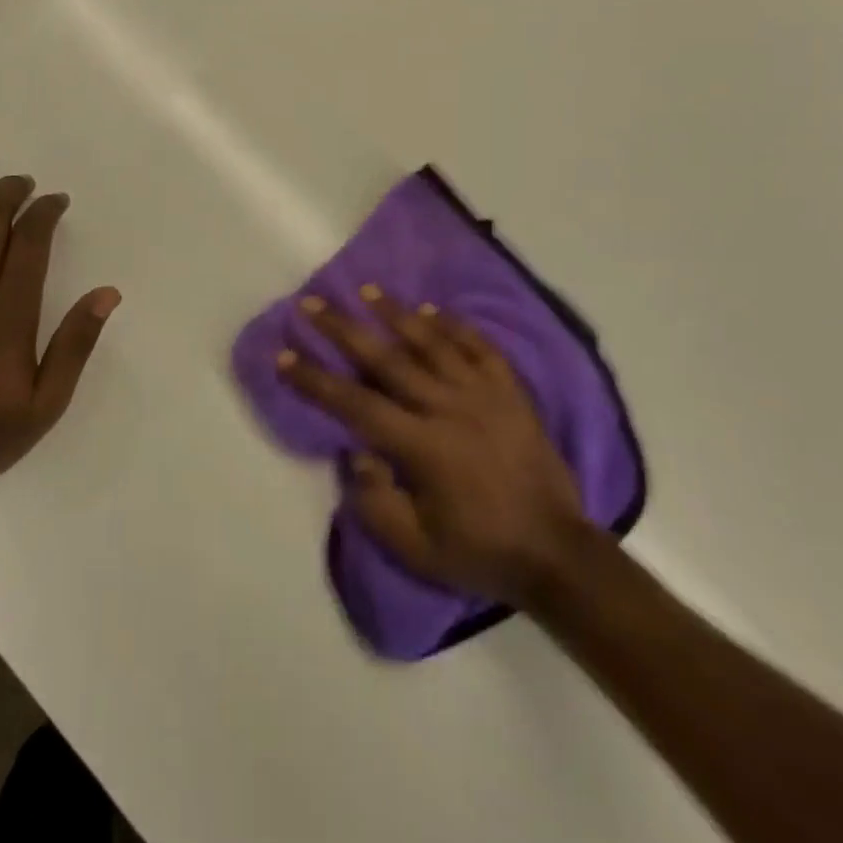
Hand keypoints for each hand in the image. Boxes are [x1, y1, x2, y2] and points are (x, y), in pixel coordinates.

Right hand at [278, 288, 589, 607]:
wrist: (557, 553)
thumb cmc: (479, 552)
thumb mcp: (416, 548)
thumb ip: (375, 500)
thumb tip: (355, 451)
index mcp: (422, 446)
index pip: (355, 403)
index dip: (315, 379)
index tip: (284, 355)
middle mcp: (448, 407)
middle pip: (386, 358)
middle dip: (343, 328)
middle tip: (312, 302)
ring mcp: (484, 393)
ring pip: (432, 341)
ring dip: (396, 312)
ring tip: (367, 289)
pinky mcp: (511, 390)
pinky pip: (479, 346)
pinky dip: (455, 324)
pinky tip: (433, 309)